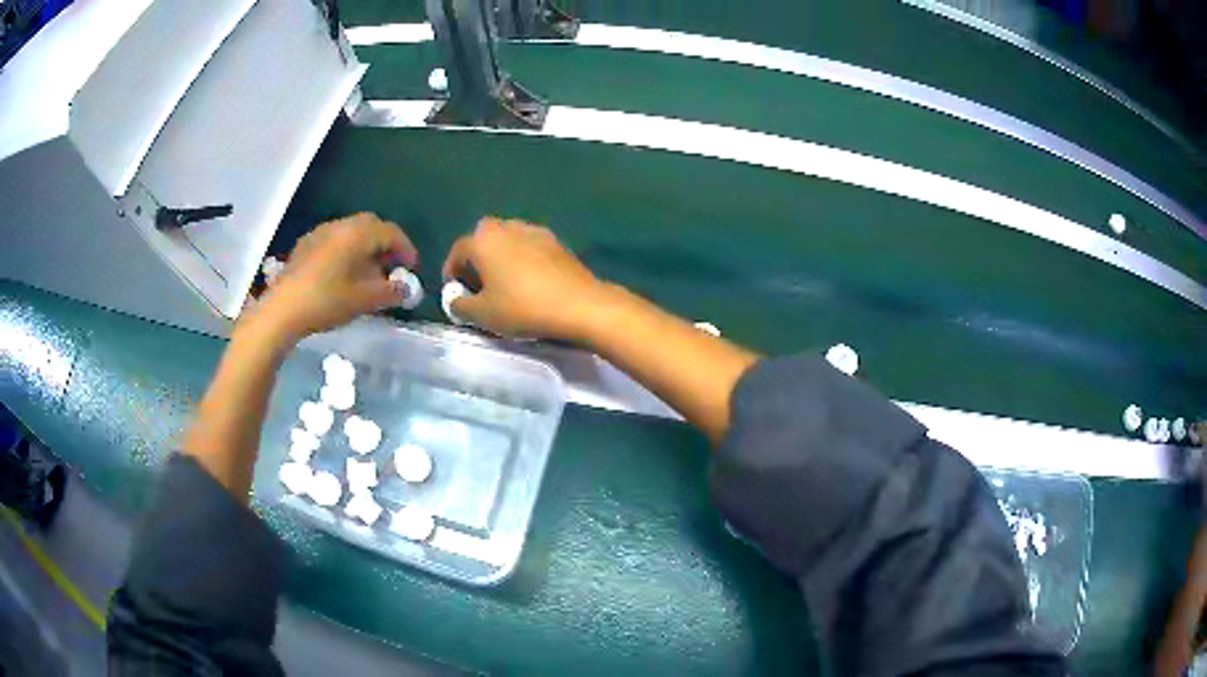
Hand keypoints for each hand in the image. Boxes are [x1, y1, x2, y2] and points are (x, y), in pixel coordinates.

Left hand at [249, 213, 417, 345]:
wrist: (282, 310)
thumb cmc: (326, 301)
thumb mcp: (363, 300)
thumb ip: (389, 292)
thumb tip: (406, 288)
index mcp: (357, 234)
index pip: (389, 232)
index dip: (405, 248)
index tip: (412, 267)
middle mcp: (339, 226)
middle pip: (369, 226)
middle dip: (384, 244)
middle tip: (391, 266)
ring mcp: (319, 234)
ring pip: (350, 232)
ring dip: (364, 247)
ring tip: (368, 273)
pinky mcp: (304, 246)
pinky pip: (334, 241)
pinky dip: (346, 251)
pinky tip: (343, 274)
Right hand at [442, 217, 610, 338]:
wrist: (579, 304)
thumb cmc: (523, 308)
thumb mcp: (482, 314)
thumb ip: (459, 305)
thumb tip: (454, 298)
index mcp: (482, 240)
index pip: (457, 252)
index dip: (452, 273)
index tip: (456, 293)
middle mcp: (506, 227)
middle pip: (482, 240)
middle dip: (477, 260)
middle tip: (480, 286)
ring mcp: (533, 230)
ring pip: (507, 240)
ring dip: (500, 257)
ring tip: (504, 284)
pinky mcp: (555, 241)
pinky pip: (528, 246)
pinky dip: (522, 259)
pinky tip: (529, 281)